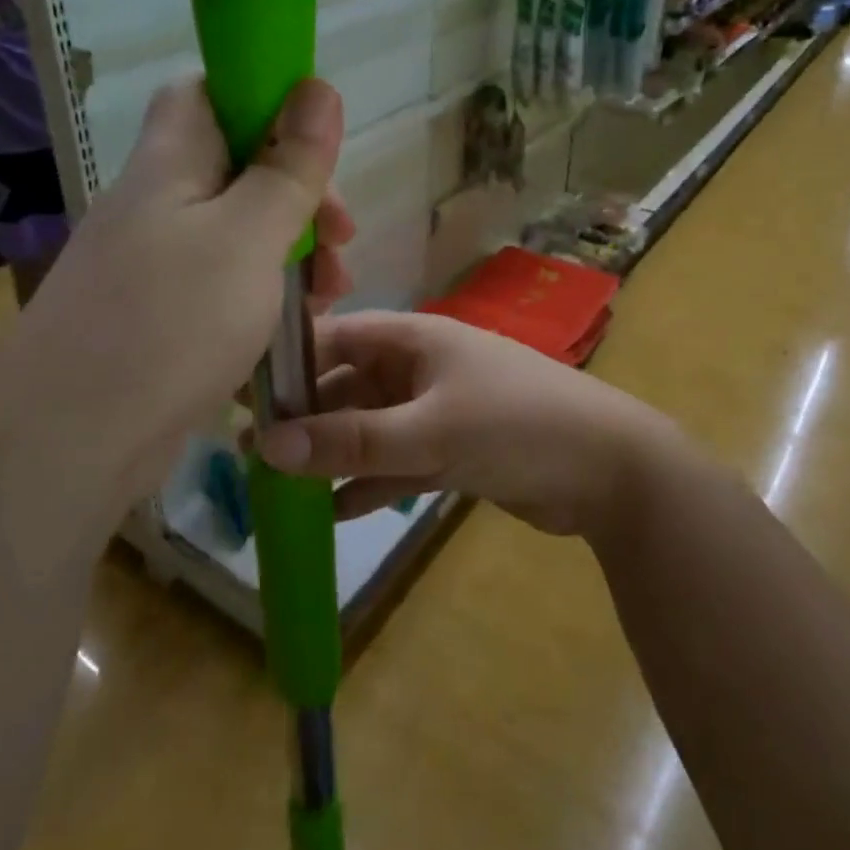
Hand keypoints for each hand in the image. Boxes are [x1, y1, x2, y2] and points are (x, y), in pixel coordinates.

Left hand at [0, 77, 354, 509]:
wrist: (69, 442)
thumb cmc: (171, 322)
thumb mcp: (249, 236)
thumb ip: (288, 166)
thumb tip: (319, 86)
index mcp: (170, 164)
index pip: (206, 92)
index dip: (261, 98)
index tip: (316, 141)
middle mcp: (157, 204)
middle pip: (235, 167)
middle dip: (299, 193)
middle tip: (343, 237)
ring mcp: (153, 263)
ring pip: (236, 230)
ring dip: (290, 249)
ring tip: (332, 292)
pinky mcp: (158, 315)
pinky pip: (221, 282)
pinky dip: (263, 292)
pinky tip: (293, 324)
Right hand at [256, 311, 679, 539]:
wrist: (608, 468)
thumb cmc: (515, 426)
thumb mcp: (430, 431)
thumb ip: (351, 440)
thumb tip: (265, 443)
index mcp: (414, 340)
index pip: (336, 337)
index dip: (289, 362)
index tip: (242, 395)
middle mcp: (420, 367)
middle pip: (347, 386)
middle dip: (305, 418)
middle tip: (251, 452)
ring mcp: (437, 408)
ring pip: (370, 427)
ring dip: (333, 453)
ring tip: (279, 486)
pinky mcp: (452, 449)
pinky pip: (397, 461)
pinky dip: (370, 481)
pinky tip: (334, 512)